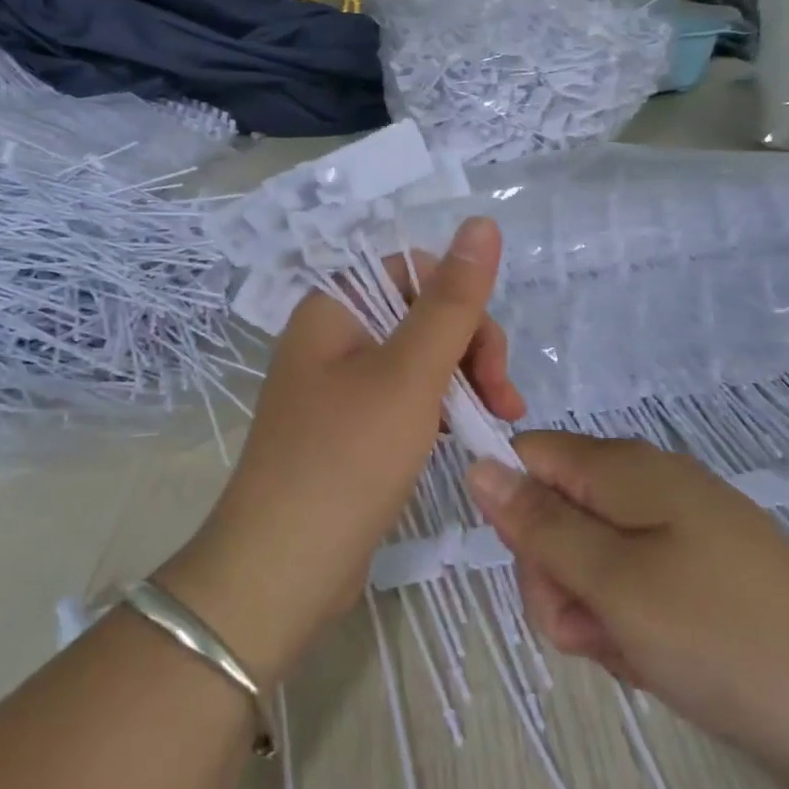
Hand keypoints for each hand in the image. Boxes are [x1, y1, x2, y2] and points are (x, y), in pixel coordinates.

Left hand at [160, 217, 523, 687]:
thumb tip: (482, 223)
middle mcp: (330, 338)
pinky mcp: (348, 430)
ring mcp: (337, 387)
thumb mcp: (410, 373)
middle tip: (505, 402)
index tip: (491, 356)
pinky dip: (438, 411)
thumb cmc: (346, 458)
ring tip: (497, 422)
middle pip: (418, 314)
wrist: (284, 566)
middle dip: (470, 349)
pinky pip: (403, 400)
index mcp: (332, 308)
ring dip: (462, 382)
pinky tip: (461, 437)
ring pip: (417, 360)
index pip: (411, 271)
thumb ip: (451, 300)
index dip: (459, 301)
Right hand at [466, 432, 788, 788]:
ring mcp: (675, 527)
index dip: (513, 508)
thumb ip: (539, 525)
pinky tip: (657, 659)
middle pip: (553, 512)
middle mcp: (645, 484)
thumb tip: (477, 466)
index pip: (528, 456)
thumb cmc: (727, 636)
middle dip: (555, 576)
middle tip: (593, 627)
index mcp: (622, 468)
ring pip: (588, 557)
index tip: (540, 569)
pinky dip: (628, 622)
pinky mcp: (697, 569)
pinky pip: (630, 584)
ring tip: (634, 651)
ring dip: (591, 609)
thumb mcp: (614, 582)